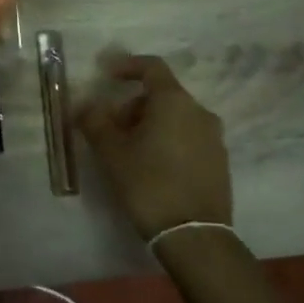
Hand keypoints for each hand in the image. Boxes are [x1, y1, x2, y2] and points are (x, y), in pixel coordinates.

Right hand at [76, 54, 230, 241]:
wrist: (195, 236)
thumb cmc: (149, 184)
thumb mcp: (111, 152)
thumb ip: (94, 121)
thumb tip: (84, 104)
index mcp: (174, 101)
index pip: (151, 67)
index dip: (127, 66)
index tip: (106, 74)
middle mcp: (199, 112)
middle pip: (162, 95)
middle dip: (133, 105)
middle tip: (110, 128)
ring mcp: (214, 138)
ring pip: (175, 118)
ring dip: (150, 124)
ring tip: (128, 151)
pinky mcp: (219, 162)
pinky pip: (189, 138)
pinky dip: (168, 141)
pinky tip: (152, 167)